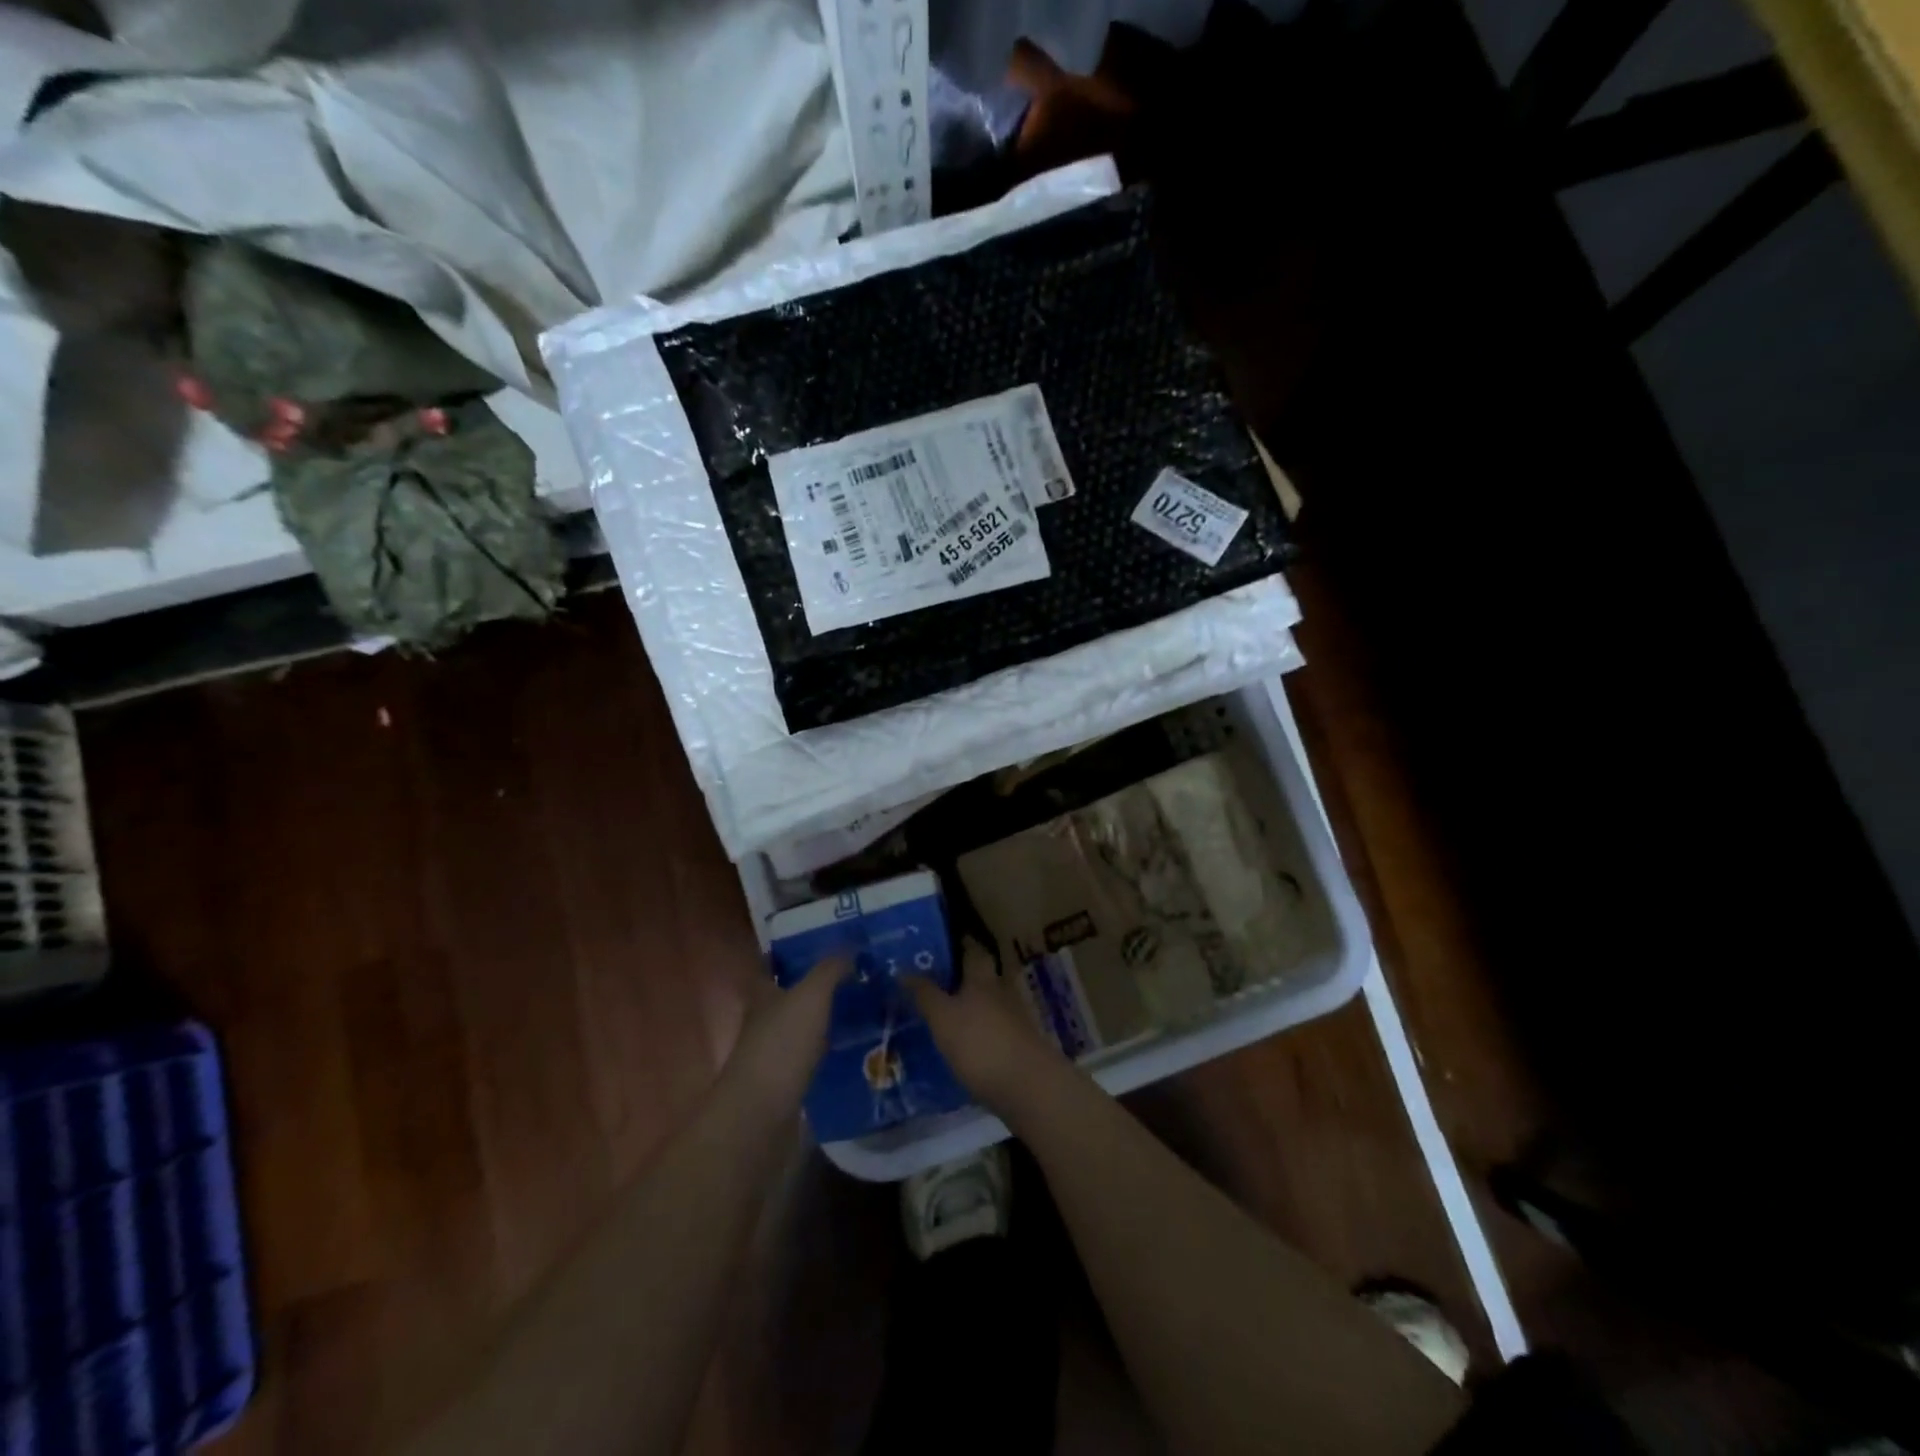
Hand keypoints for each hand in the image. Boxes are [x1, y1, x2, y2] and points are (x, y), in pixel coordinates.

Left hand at [725, 955, 849, 1113]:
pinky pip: (813, 1054)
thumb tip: (850, 947)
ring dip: (826, 1016)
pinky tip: (856, 1044)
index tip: (822, 941)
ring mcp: (774, 1053)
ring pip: (803, 1025)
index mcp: (762, 994)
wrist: (761, 1118)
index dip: (791, 951)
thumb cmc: (781, 1047)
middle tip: (856, 971)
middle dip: (817, 983)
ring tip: (864, 1005)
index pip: (772, 963)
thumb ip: (830, 969)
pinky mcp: (787, 1082)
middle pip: (790, 994)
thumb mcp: (810, 997)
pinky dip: (831, 1047)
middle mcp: (764, 1020)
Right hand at [906, 941, 1060, 1114]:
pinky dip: (981, 1032)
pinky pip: (996, 1030)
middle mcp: (1003, 992)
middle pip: (984, 977)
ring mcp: (1016, 1020)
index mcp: (983, 978)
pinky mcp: (1021, 1046)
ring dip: (972, 1006)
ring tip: (947, 1015)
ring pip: (991, 1004)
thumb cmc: (980, 1043)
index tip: (943, 944)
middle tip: (937, 982)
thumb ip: (924, 994)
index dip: (960, 944)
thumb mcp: (943, 1017)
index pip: (974, 950)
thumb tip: (903, 970)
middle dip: (964, 978)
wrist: (1029, 1087)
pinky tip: (966, 1045)